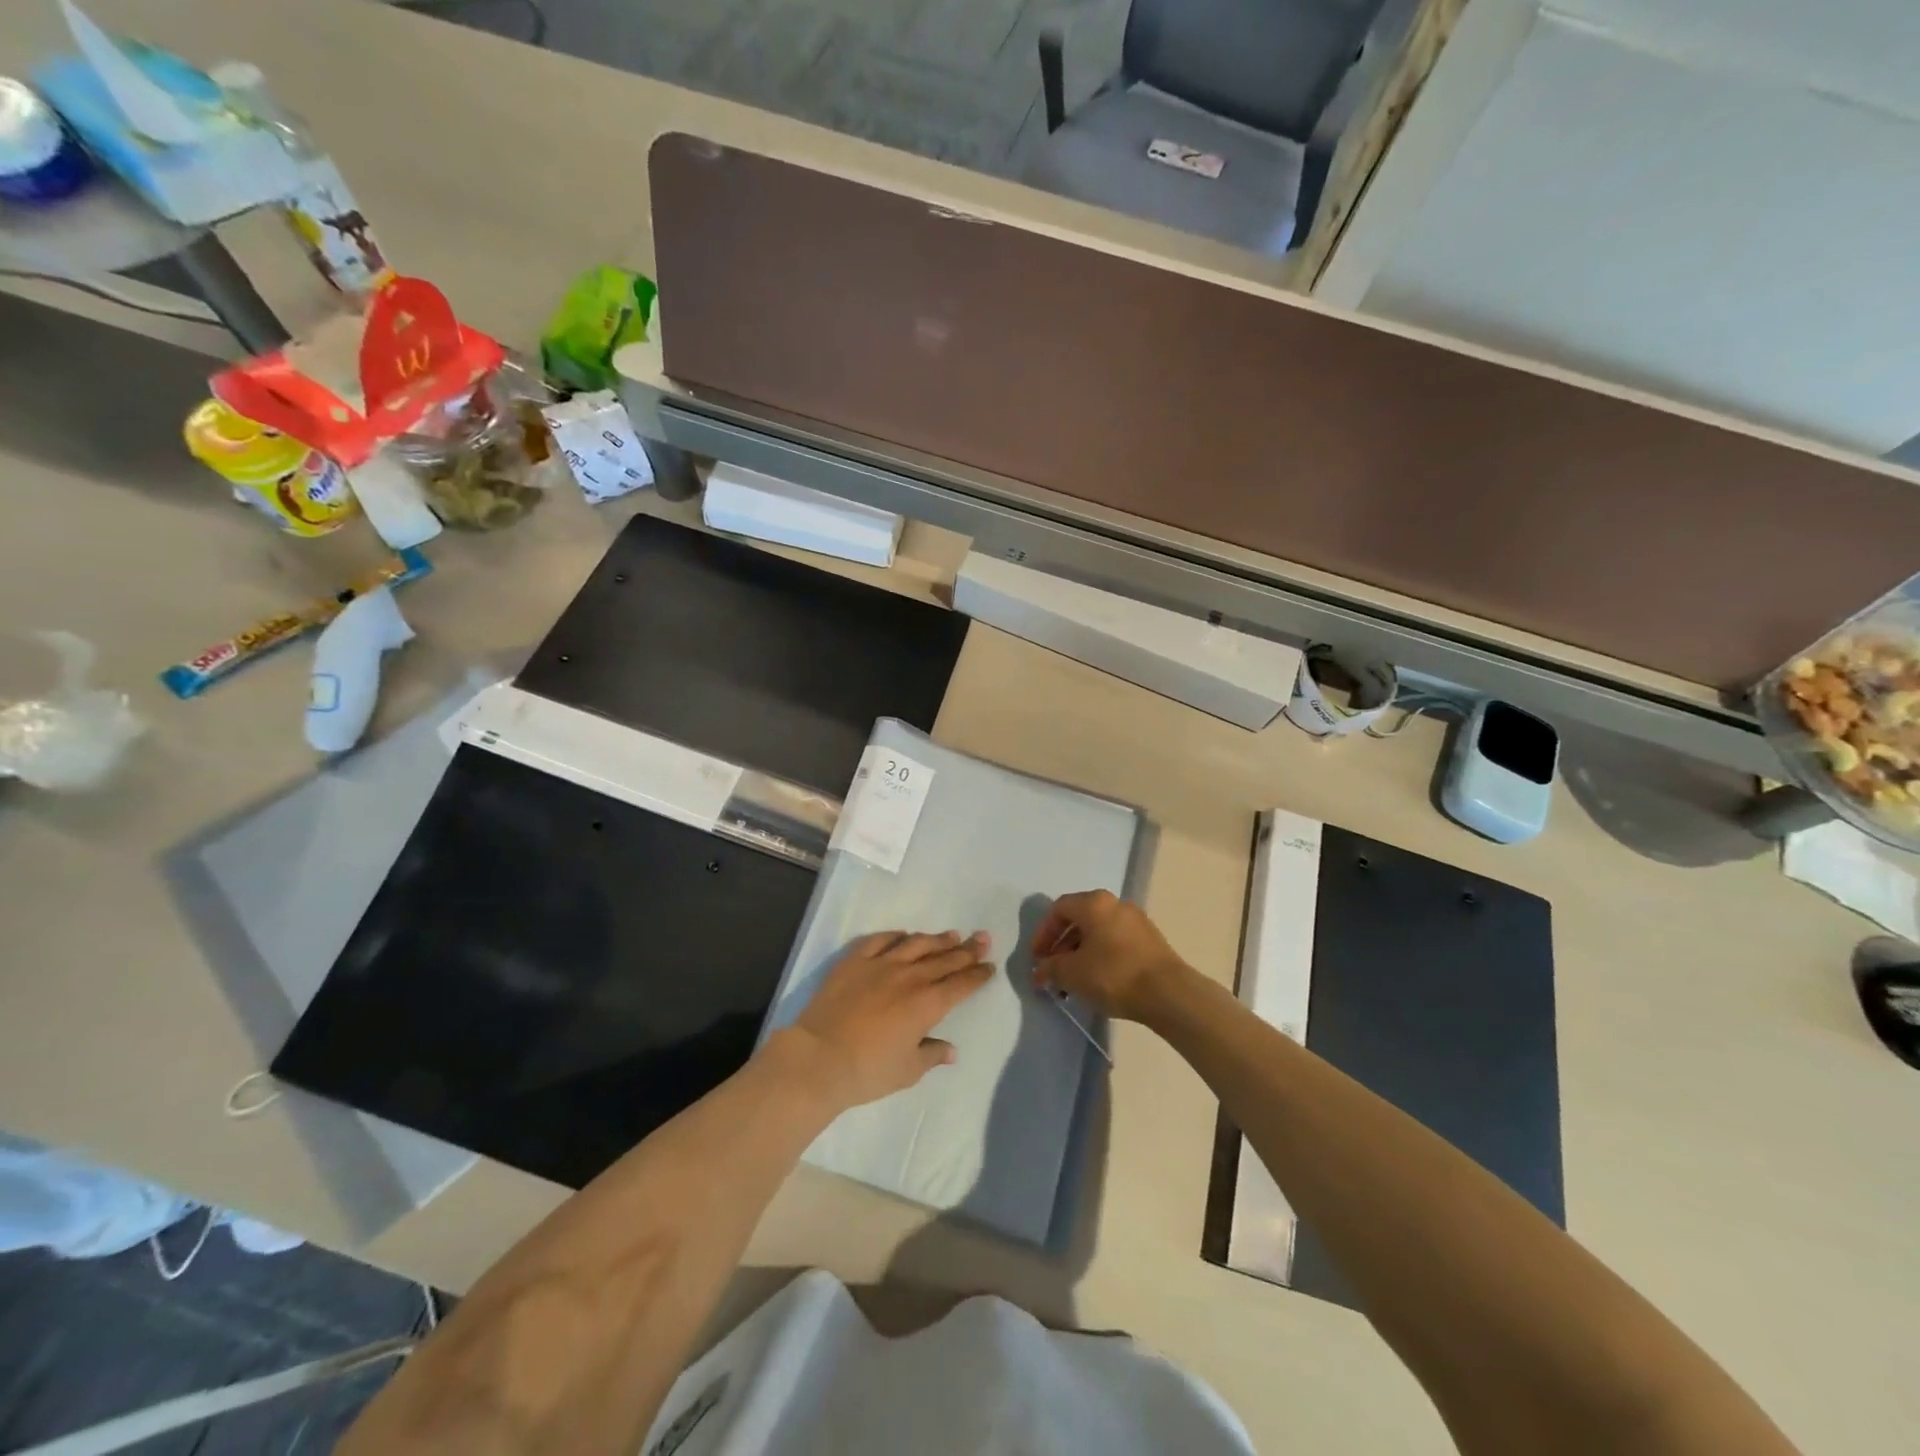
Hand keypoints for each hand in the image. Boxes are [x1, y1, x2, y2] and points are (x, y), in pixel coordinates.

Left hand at [774, 930, 995, 1112]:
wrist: (819, 1057)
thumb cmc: (867, 1071)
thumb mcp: (906, 1071)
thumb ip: (931, 1056)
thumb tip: (950, 1050)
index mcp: (927, 1004)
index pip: (960, 984)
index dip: (977, 975)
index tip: (990, 966)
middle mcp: (909, 977)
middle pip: (944, 959)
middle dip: (967, 950)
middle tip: (983, 938)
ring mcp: (881, 964)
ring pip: (916, 944)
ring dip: (937, 939)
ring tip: (952, 934)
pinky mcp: (854, 960)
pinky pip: (880, 940)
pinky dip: (895, 936)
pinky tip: (903, 934)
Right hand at [1030, 890, 1191, 1023]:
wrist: (1169, 993)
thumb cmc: (1113, 975)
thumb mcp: (1072, 973)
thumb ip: (1050, 968)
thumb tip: (1041, 971)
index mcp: (1094, 903)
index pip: (1059, 909)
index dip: (1042, 933)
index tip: (1036, 958)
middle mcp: (1116, 904)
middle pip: (1079, 919)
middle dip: (1060, 946)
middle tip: (1052, 970)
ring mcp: (1136, 921)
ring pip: (1098, 932)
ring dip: (1079, 954)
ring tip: (1072, 982)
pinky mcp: (1150, 941)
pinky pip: (1115, 942)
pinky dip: (1100, 957)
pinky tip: (1097, 981)